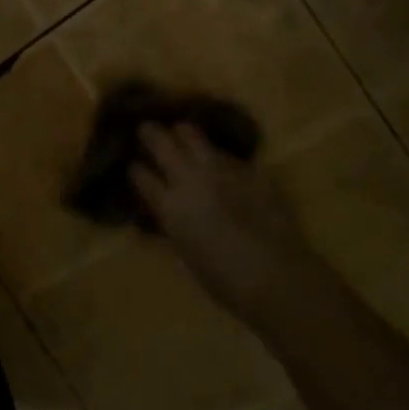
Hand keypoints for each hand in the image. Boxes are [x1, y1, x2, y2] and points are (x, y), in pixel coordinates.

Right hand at [129, 123, 325, 317]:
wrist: (275, 275)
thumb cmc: (223, 280)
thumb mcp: (185, 255)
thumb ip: (172, 227)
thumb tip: (166, 214)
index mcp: (170, 206)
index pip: (140, 175)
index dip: (135, 169)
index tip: (133, 166)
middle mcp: (191, 179)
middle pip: (162, 143)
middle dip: (150, 134)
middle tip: (146, 129)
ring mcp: (222, 169)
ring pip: (195, 136)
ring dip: (184, 135)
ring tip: (181, 132)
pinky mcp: (250, 170)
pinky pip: (227, 155)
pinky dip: (218, 156)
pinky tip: (221, 164)